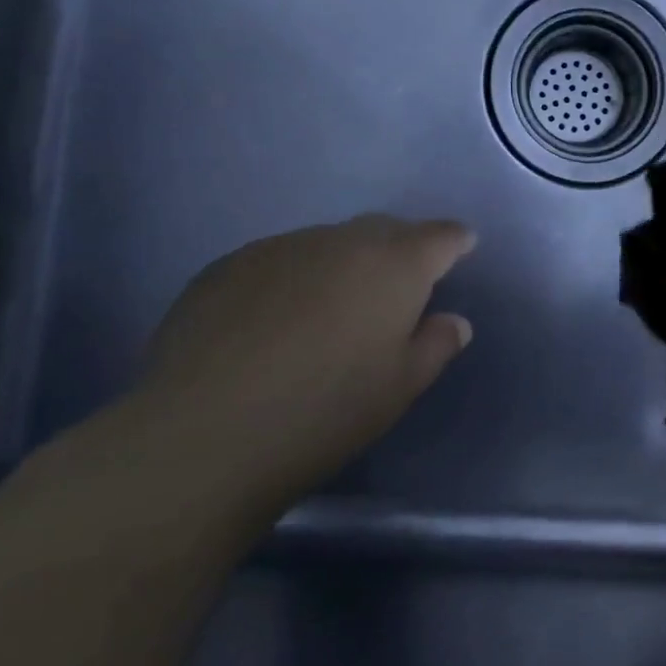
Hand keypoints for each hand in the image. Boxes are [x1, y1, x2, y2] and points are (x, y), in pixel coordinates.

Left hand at [121, 216, 475, 515]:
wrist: (203, 434)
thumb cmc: (325, 412)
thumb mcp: (400, 387)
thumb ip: (436, 345)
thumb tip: (453, 322)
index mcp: (395, 266)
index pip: (440, 236)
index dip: (455, 241)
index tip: (462, 248)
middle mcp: (340, 241)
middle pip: (384, 230)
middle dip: (401, 247)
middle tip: (401, 284)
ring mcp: (279, 248)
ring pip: (328, 242)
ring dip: (343, 263)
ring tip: (332, 307)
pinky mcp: (227, 266)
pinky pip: (279, 260)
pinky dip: (294, 277)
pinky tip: (276, 319)